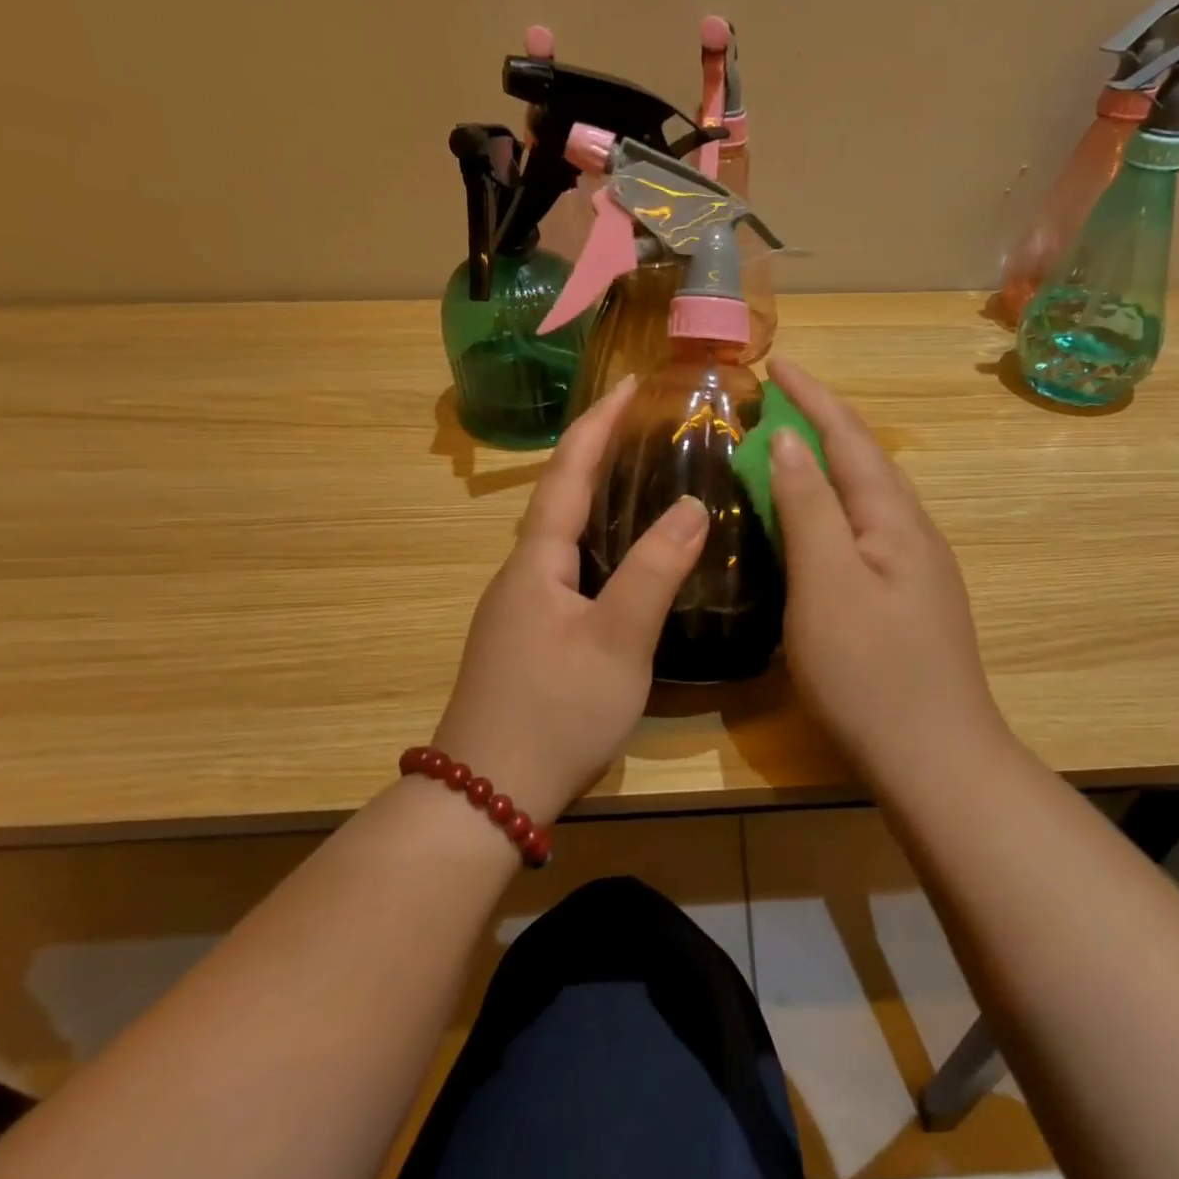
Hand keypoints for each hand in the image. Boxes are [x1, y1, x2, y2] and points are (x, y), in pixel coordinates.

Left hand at [433, 378, 707, 820]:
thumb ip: (653, 571)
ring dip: (596, 498)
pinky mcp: (529, 638)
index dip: (598, 424)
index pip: (567, 473)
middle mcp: (521, 574)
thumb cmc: (555, 711)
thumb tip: (690, 506)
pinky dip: (597, 543)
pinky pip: (567, 569)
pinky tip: (623, 559)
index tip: (631, 383)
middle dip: (598, 452)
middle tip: (645, 425)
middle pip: (560, 497)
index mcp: (536, 562)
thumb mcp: (617, 641)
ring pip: (563, 536)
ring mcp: (521, 608)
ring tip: (641, 477)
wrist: (488, 795)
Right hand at [766, 356, 1008, 779]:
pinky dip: (832, 508)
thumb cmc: (870, 671)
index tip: (776, 363)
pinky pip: (864, 531)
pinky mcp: (906, 600)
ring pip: (865, 497)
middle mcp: (912, 532)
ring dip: (827, 464)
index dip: (812, 397)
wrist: (934, 758)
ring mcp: (914, 568)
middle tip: (772, 404)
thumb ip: (809, 508)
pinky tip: (813, 524)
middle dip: (820, 423)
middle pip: (864, 460)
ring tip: (785, 450)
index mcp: (894, 518)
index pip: (849, 437)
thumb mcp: (827, 583)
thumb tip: (789, 442)